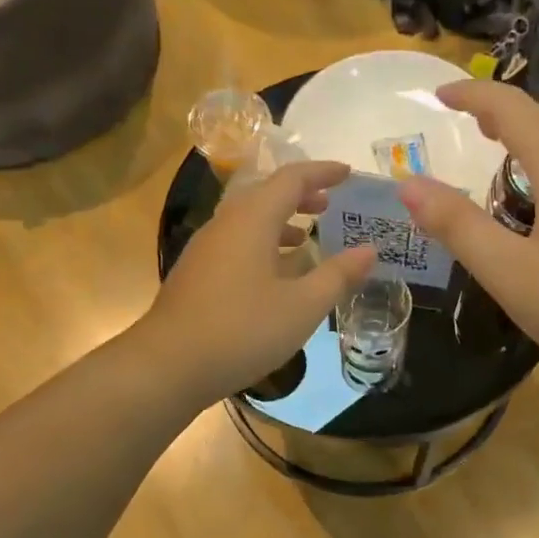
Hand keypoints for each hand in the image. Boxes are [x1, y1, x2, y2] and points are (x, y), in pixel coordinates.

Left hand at [141, 161, 374, 406]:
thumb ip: (338, 276)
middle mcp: (225, 224)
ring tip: (309, 236)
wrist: (169, 365)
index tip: (348, 173)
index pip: (291, 178)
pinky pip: (237, 243)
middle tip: (331, 204)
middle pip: (266, 194)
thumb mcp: (302, 306)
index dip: (322, 172)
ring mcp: (206, 249)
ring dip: (281, 221)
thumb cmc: (242, 330)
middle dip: (301, 195)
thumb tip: (369, 251)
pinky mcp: (197, 274)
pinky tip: (276, 274)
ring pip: (249, 220)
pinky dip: (264, 244)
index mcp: (252, 220)